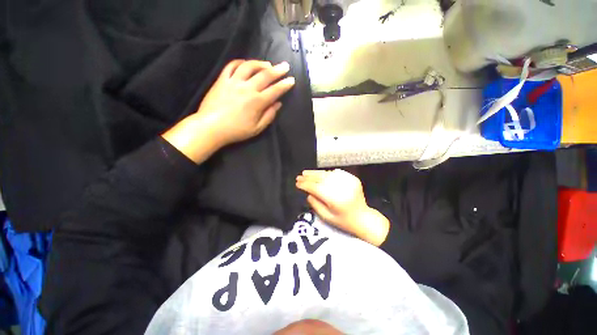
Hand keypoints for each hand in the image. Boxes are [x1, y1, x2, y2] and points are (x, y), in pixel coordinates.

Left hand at [162, 59, 294, 162]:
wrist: (211, 127)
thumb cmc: (236, 131)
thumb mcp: (257, 128)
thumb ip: (269, 116)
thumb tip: (278, 104)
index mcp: (257, 102)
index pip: (275, 90)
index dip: (285, 85)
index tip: (292, 80)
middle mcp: (247, 88)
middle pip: (265, 75)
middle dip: (277, 70)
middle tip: (285, 66)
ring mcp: (233, 82)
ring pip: (249, 66)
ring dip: (260, 63)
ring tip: (267, 64)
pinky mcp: (222, 79)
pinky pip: (231, 65)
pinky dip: (240, 62)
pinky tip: (246, 63)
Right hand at [296, 169, 389, 245]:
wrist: (364, 218)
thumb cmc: (343, 221)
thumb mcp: (326, 217)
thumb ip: (315, 204)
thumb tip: (307, 192)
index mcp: (336, 200)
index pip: (316, 188)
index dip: (305, 185)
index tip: (297, 183)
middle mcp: (343, 188)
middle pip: (322, 179)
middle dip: (309, 177)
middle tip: (299, 176)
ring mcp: (349, 182)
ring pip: (328, 174)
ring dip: (316, 173)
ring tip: (306, 173)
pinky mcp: (353, 179)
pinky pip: (337, 173)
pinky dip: (327, 173)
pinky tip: (320, 174)